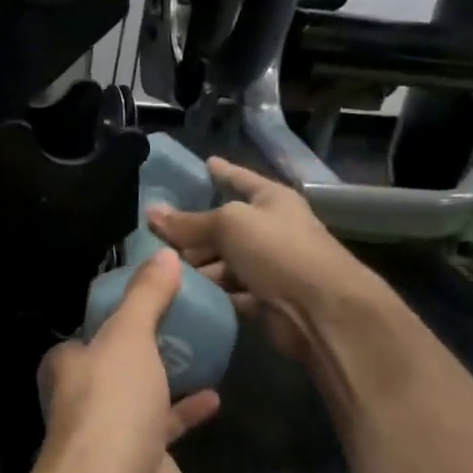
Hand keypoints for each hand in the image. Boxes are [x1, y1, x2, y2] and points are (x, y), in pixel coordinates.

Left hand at [35, 249, 220, 472]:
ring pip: (143, 393)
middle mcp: (86, 396)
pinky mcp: (146, 457)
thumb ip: (146, 296)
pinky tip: (214, 396)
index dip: (115, 311)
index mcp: (69, 364)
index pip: (89, 329)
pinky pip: (168, 424)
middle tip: (186, 317)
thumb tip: (165, 252)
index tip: (150, 292)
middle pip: (118, 361)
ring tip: (203, 348)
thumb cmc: (112, 404)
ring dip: (168, 375)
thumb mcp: (128, 336)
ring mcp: (115, 430)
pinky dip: (188, 409)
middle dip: (146, 344)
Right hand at [148, 157, 381, 366]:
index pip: (241, 179)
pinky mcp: (262, 300)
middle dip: (193, 232)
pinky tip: (180, 293)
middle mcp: (271, 230)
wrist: (320, 309)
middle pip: (224, 227)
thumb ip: (189, 222)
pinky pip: (227, 292)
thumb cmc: (278, 250)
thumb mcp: (229, 224)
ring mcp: (268, 267)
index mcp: (271, 200)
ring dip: (196, 267)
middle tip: (155, 236)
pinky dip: (209, 293)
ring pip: (223, 262)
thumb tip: (152, 213)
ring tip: (161, 269)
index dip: (223, 172)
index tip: (204, 163)